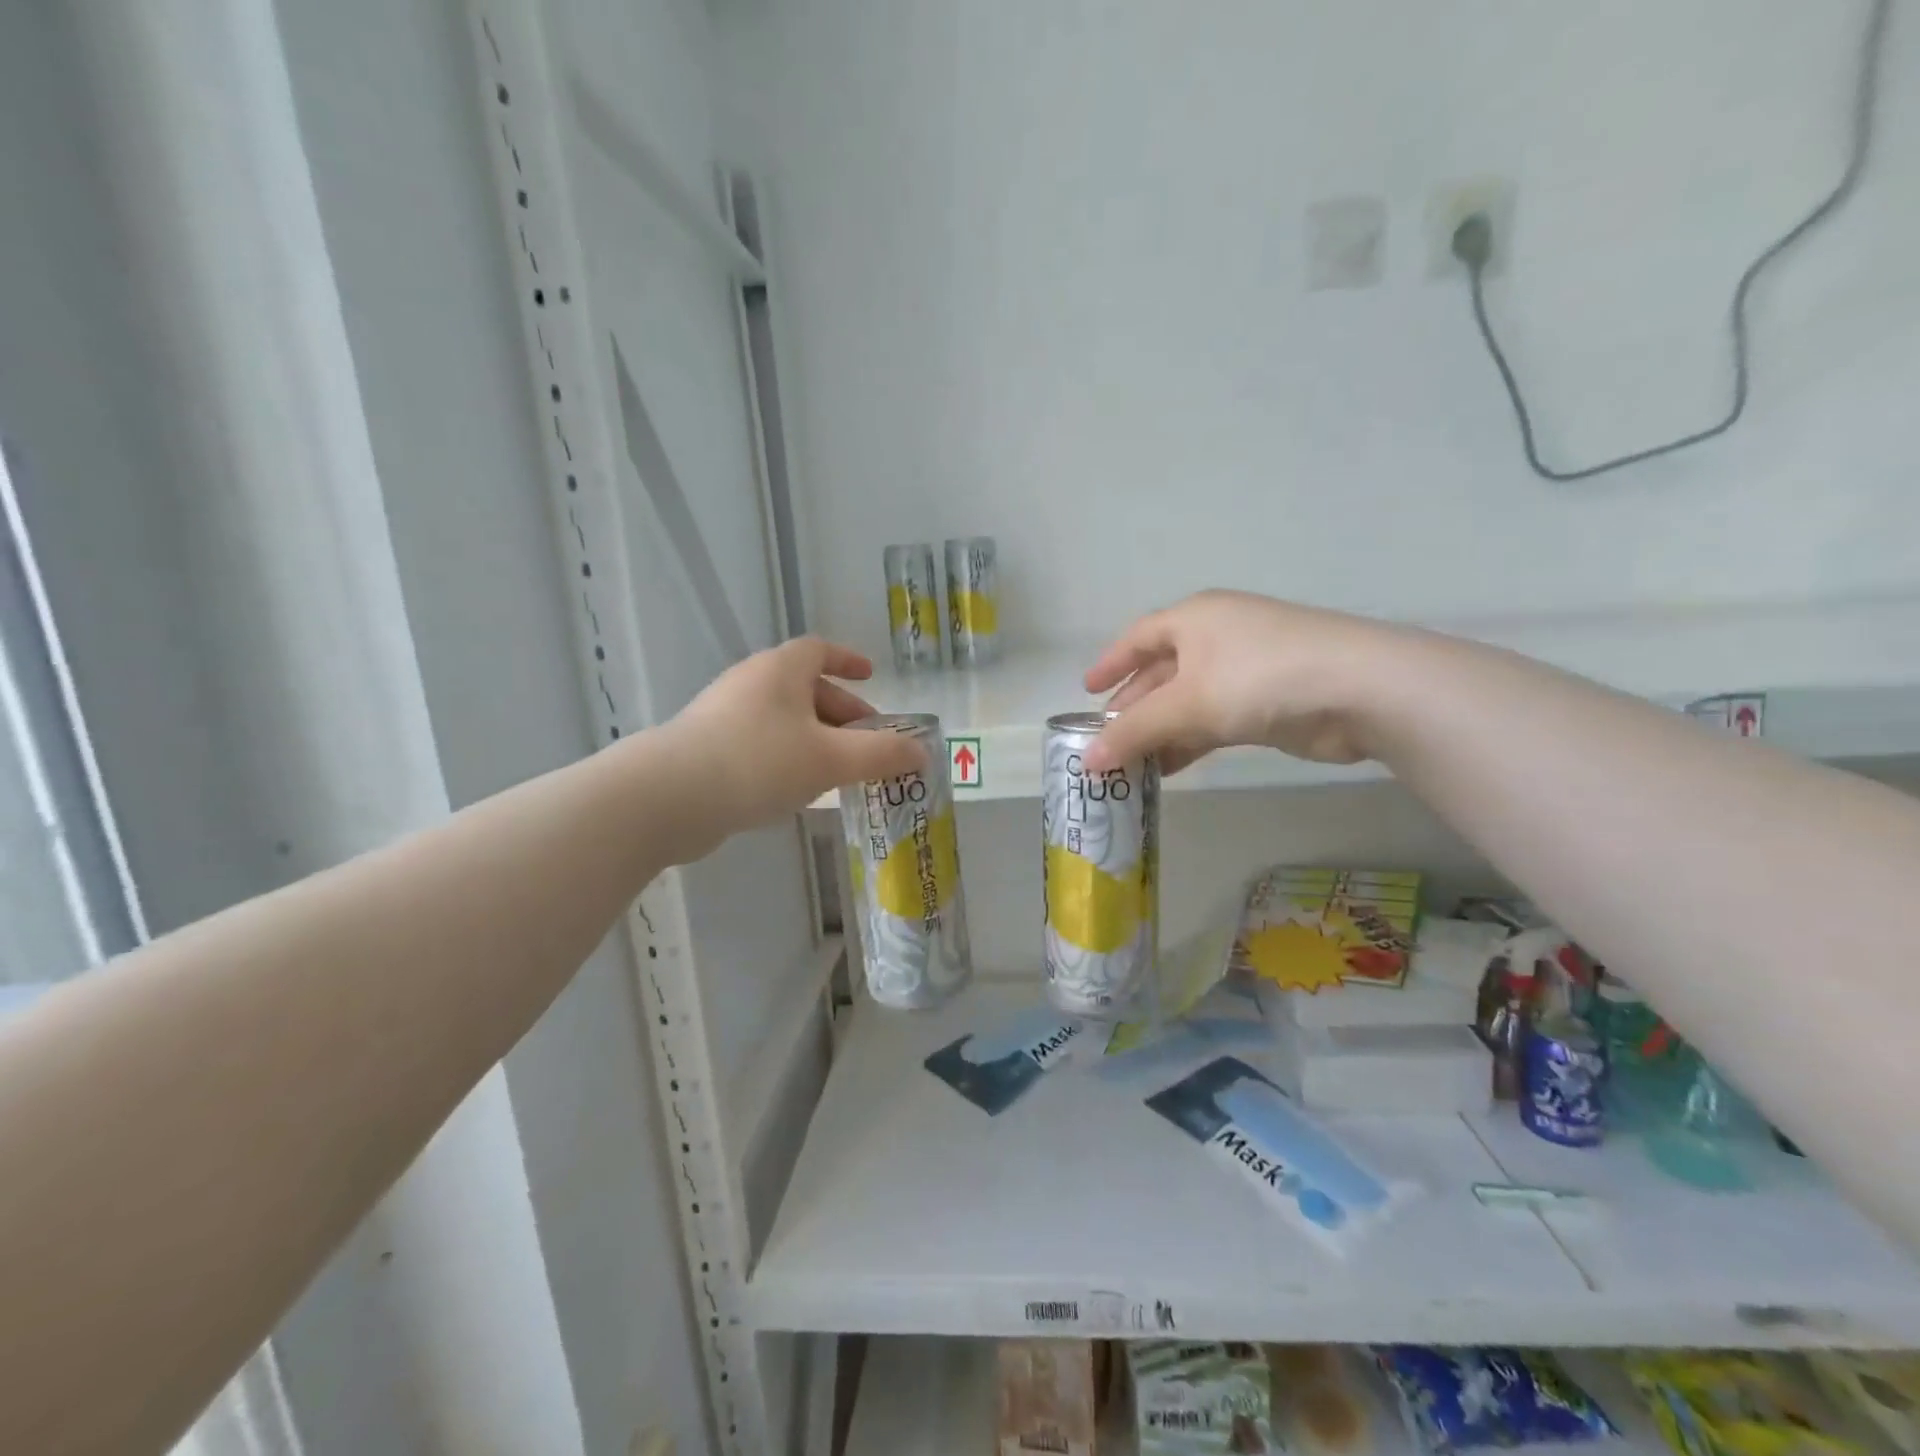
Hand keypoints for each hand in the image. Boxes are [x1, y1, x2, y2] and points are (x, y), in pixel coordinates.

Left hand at [663, 637, 924, 851]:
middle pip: (804, 687)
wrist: (669, 797)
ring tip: (839, 770)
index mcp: (780, 670)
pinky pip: (761, 742)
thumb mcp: (831, 759)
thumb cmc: (759, 762)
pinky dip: (788, 756)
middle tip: (868, 742)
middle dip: (841, 712)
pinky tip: (797, 789)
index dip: (849, 661)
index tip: (872, 677)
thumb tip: (922, 752)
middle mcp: (750, 682)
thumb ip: (881, 755)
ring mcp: (723, 715)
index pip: (819, 650)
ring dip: (815, 737)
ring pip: (783, 718)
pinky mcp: (707, 748)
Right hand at [1082, 590, 1405, 773]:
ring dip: (1160, 731)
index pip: (1138, 638)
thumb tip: (1086, 761)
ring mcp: (1245, 668)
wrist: (1359, 690)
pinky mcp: (1267, 701)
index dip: (1111, 663)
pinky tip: (1170, 768)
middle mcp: (1216, 637)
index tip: (1087, 691)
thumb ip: (1134, 732)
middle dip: (1133, 707)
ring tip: (1130, 764)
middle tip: (1106, 739)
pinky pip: (1214, 719)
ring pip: (1187, 700)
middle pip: (1161, 672)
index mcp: (1194, 619)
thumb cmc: (1258, 678)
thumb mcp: (1186, 704)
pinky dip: (1190, 741)